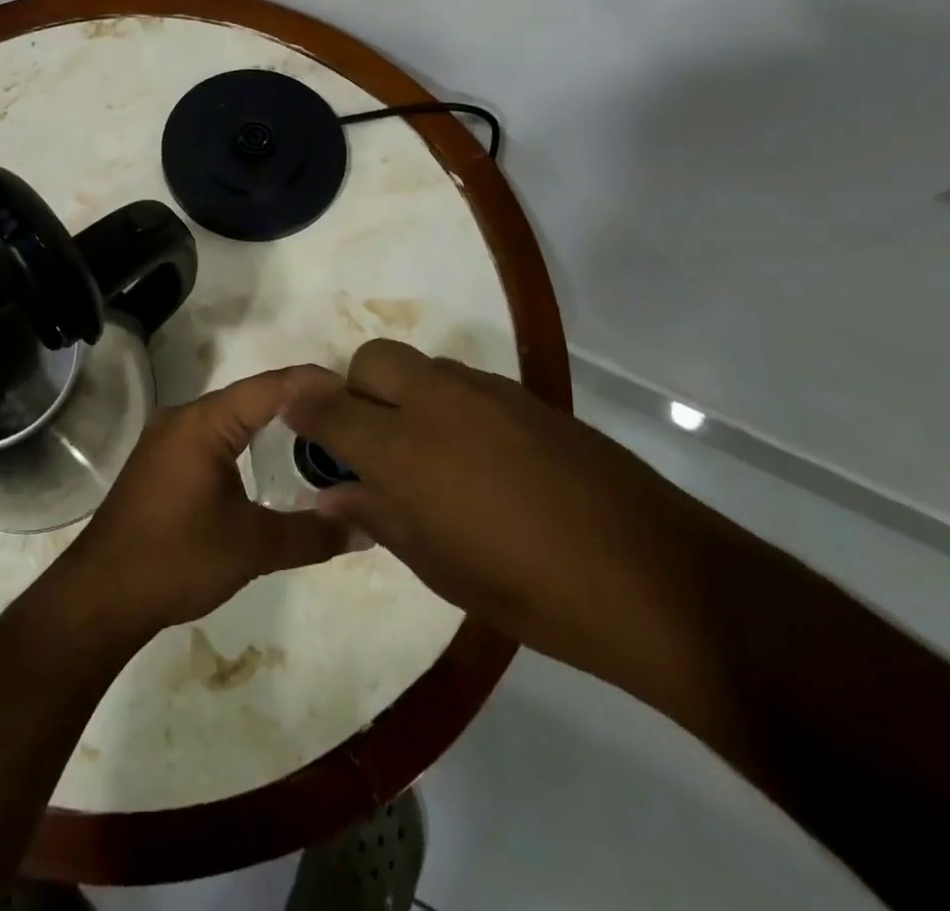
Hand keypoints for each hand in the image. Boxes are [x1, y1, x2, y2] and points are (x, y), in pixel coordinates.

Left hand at [60, 367, 354, 642]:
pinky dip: (246, 441)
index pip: (271, 387)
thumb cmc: (176, 560)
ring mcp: (167, 438)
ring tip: (318, 438)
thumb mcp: (252, 548)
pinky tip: (269, 462)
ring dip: (270, 424)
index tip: (357, 391)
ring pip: (230, 417)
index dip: (315, 384)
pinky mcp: (160, 461)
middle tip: (346, 419)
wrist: (100, 595)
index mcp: (204, 422)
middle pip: (251, 397)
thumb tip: (367, 530)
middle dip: (298, 404)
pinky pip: (213, 436)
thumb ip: (312, 535)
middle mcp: (183, 417)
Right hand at [282, 340, 717, 682]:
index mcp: (403, 447)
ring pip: (422, 366)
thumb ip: (377, 517)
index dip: (302, 407)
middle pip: (373, 359)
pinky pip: (466, 383)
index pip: (327, 405)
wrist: (654, 577)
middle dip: (357, 388)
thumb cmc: (529, 590)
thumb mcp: (438, 568)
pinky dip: (450, 404)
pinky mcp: (529, 397)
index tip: (295, 421)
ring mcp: (487, 392)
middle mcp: (437, 401)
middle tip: (371, 441)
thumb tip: (331, 494)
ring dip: (405, 395)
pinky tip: (481, 457)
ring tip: (429, 453)